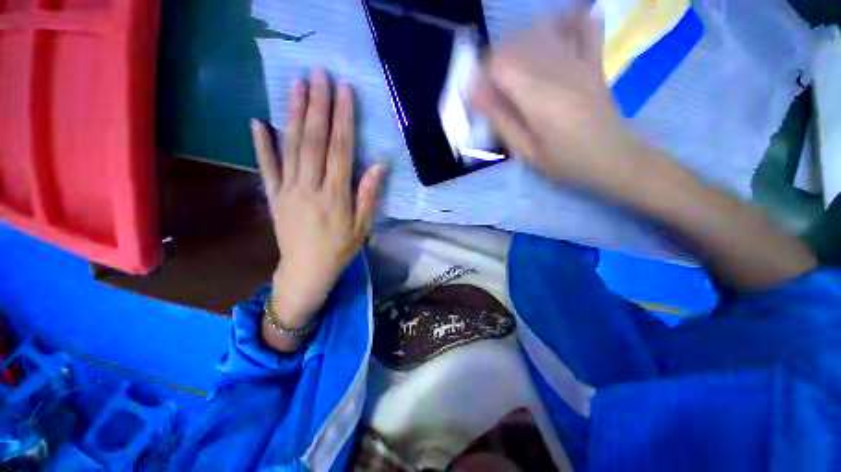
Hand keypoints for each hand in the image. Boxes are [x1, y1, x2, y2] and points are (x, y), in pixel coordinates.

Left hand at [251, 70, 385, 337]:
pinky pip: (266, 166)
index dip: (343, 119)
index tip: (344, 92)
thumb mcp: (363, 226)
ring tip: (297, 85)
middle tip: (319, 75)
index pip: (340, 149)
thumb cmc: (340, 248)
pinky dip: (261, 144)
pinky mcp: (273, 195)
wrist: (306, 269)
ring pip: (290, 146)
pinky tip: (258, 122)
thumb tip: (378, 165)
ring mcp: (287, 189)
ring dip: (293, 114)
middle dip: (317, 105)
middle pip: (313, 140)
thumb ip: (369, 195)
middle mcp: (309, 187)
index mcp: (335, 195)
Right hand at [471, 7, 648, 198]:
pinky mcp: (593, 60)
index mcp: (540, 98)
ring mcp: (580, 60)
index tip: (478, 97)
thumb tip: (475, 95)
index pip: (499, 64)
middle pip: (515, 43)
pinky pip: (582, 25)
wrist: (615, 159)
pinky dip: (565, 21)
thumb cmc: (566, 162)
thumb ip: (501, 121)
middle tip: (493, 91)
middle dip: (495, 63)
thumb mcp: (527, 152)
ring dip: (517, 47)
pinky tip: (552, 30)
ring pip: (539, 31)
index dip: (481, 76)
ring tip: (514, 74)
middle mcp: (559, 70)